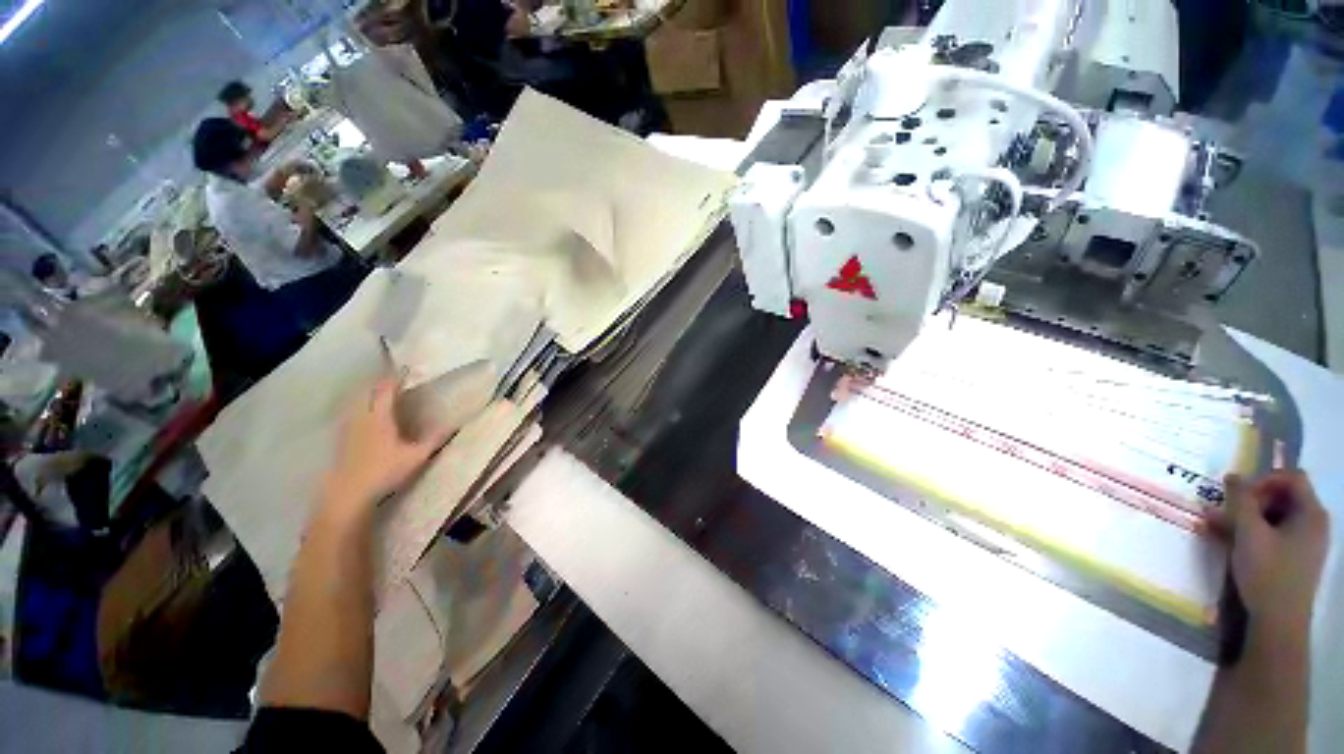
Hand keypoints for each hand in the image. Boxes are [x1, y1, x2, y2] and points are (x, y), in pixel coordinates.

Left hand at [323, 377, 456, 510]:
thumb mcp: (416, 457)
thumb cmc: (384, 471)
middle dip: (380, 383)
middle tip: (393, 379)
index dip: (395, 378)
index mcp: (380, 417)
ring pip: (357, 402)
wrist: (348, 493)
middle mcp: (362, 417)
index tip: (405, 370)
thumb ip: (433, 439)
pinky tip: (365, 415)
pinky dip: (359, 407)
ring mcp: (348, 427)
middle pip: (368, 392)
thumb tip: (453, 425)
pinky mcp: (341, 438)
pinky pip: (351, 413)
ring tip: (380, 393)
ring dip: (368, 394)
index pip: (386, 390)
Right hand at [1205, 471, 1329, 639]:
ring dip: (1243, 518)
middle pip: (1281, 497)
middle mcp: (1312, 523)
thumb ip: (1241, 501)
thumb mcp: (1249, 534)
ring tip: (1212, 524)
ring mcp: (1303, 543)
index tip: (1238, 494)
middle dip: (1249, 501)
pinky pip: (1270, 535)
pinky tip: (1224, 539)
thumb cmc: (1268, 573)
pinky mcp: (1292, 558)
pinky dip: (1248, 534)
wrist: (1278, 624)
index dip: (1263, 480)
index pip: (1290, 478)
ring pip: (1272, 518)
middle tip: (1222, 511)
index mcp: (1311, 513)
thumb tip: (1232, 476)